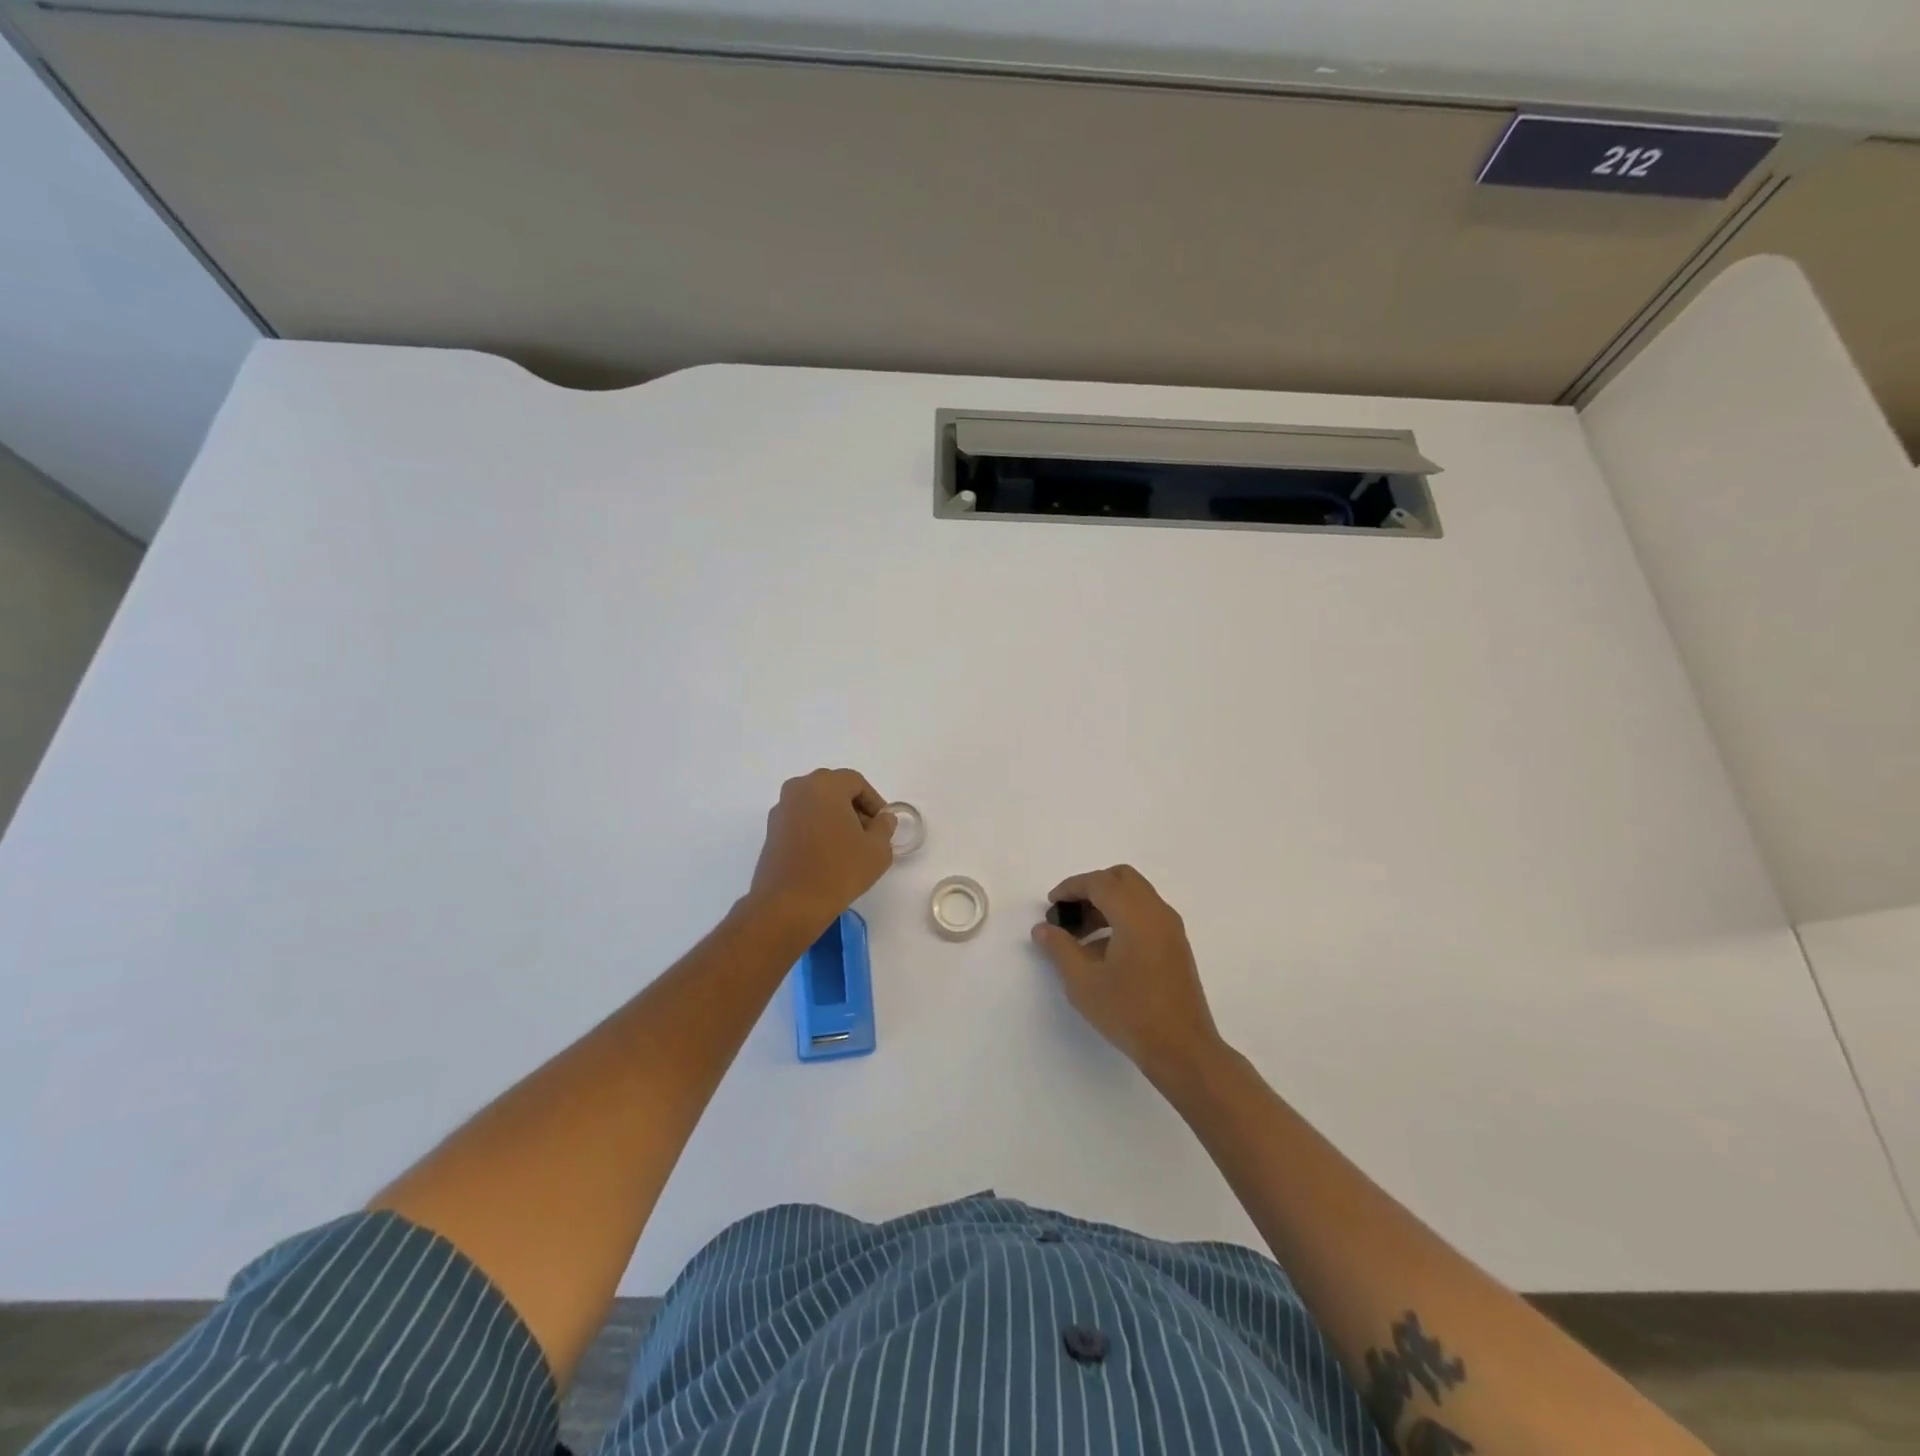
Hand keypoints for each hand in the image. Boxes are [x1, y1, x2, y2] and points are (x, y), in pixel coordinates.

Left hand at [747, 769, 896, 938]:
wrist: (789, 905)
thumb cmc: (838, 871)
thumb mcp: (877, 850)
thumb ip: (884, 827)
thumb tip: (883, 818)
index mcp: (825, 785)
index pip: (856, 782)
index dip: (874, 802)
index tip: (883, 825)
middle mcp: (798, 789)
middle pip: (834, 789)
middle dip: (854, 808)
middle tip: (868, 834)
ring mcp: (781, 810)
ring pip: (816, 804)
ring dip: (834, 818)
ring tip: (848, 847)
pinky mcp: (771, 832)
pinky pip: (801, 820)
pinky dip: (816, 829)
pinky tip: (827, 855)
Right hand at [1031, 865, 1223, 1079]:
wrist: (1182, 1050)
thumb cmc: (1129, 1012)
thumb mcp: (1083, 982)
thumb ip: (1059, 948)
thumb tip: (1042, 928)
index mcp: (1135, 914)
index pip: (1099, 882)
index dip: (1071, 887)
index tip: (1051, 905)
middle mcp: (1157, 912)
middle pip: (1121, 879)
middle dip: (1091, 889)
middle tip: (1069, 913)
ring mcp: (1171, 929)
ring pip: (1135, 896)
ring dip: (1107, 904)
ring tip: (1081, 936)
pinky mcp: (1176, 946)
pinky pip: (1146, 915)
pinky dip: (1123, 918)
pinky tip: (1104, 951)